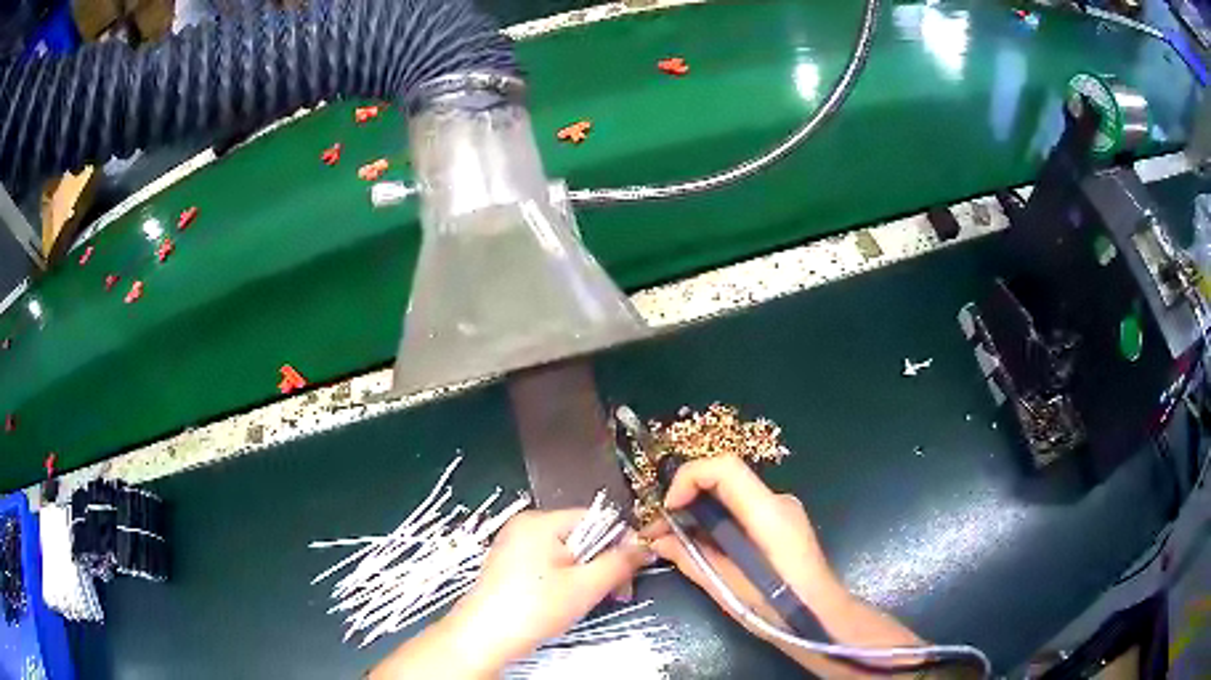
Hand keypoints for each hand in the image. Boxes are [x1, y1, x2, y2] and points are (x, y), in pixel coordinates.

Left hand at [443, 509, 653, 674]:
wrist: (484, 638)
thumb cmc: (534, 608)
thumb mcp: (586, 586)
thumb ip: (619, 563)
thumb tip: (645, 546)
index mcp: (540, 521)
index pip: (596, 519)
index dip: (619, 544)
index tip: (631, 573)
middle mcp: (525, 526)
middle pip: (582, 537)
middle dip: (603, 565)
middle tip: (616, 594)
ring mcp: (513, 545)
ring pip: (566, 553)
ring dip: (586, 576)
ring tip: (589, 602)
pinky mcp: (508, 565)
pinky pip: (548, 564)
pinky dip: (564, 580)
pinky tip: (564, 602)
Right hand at [641, 456, 920, 676]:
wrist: (821, 618)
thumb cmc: (778, 608)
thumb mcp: (728, 587)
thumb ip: (692, 558)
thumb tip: (657, 541)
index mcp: (768, 514)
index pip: (725, 468)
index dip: (688, 478)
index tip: (668, 510)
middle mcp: (778, 501)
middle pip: (724, 479)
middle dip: (686, 498)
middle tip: (658, 529)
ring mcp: (783, 510)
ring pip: (731, 495)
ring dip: (699, 512)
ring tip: (671, 541)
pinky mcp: (782, 523)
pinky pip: (742, 510)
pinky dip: (716, 522)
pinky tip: (701, 547)